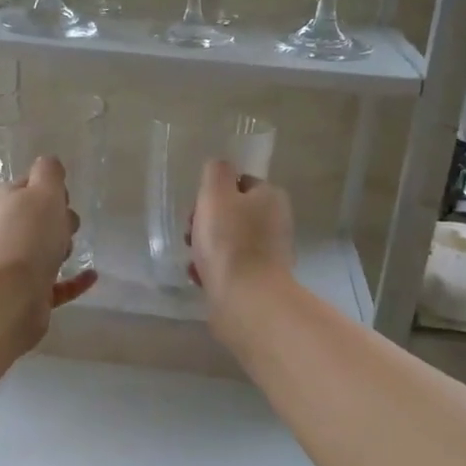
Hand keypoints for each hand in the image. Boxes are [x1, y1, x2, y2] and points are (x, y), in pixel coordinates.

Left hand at [0, 156, 97, 343]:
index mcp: (5, 202)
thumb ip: (49, 173)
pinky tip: (92, 276)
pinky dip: (73, 280)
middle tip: (67, 225)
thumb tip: (48, 163)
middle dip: (57, 219)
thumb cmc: (29, 236)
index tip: (63, 197)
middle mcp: (5, 231)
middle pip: (37, 219)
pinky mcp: (29, 294)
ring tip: (71, 250)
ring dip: (61, 248)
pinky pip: (56, 284)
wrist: (10, 296)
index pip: (28, 186)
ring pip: (44, 250)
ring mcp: (15, 265)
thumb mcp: (44, 192)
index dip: (49, 188)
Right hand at [187, 159, 294, 335]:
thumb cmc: (229, 241)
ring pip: (228, 242)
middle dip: (206, 222)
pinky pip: (229, 268)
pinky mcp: (258, 281)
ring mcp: (269, 254)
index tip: (197, 208)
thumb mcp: (215, 194)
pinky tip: (199, 277)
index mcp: (270, 197)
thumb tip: (220, 166)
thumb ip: (216, 173)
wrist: (246, 299)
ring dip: (206, 248)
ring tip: (193, 260)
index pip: (240, 183)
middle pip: (232, 214)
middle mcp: (275, 223)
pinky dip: (212, 270)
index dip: (214, 193)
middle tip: (191, 235)